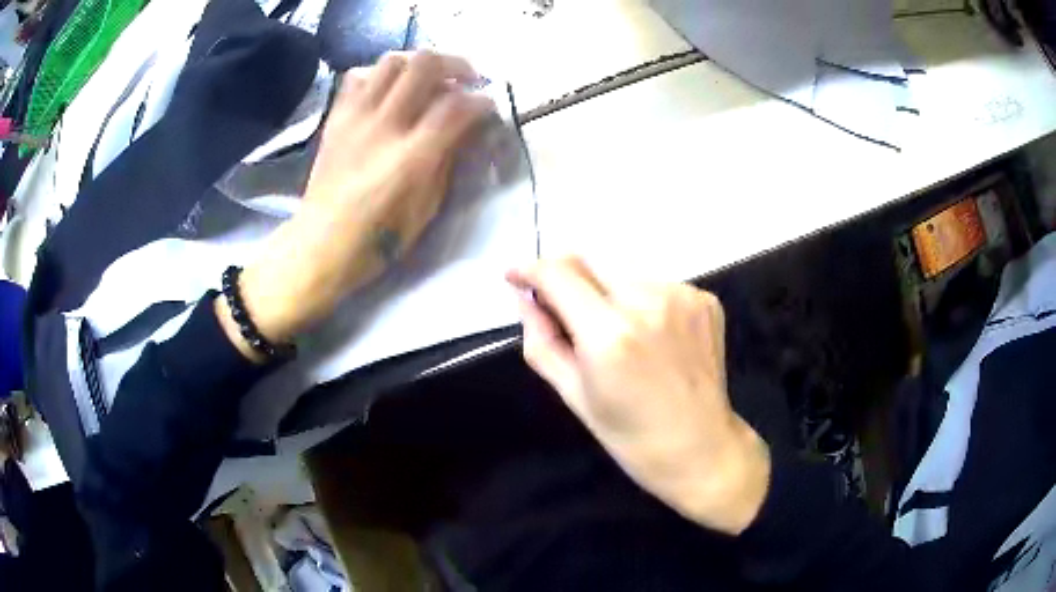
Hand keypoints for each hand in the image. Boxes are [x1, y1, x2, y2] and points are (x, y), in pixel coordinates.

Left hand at [218, 52, 493, 360]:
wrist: (320, 245)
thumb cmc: (377, 239)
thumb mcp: (426, 209)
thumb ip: (447, 162)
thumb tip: (465, 130)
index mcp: (412, 157)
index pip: (457, 105)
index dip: (482, 100)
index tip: (488, 107)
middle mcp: (385, 126)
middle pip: (425, 64)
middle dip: (456, 64)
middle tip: (466, 79)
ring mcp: (356, 117)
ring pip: (392, 61)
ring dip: (418, 63)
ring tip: (428, 80)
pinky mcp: (337, 118)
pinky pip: (358, 76)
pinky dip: (380, 74)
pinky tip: (389, 90)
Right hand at [507, 258, 770, 534]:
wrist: (701, 447)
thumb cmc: (630, 435)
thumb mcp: (573, 395)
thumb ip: (541, 340)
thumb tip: (525, 298)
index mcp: (610, 335)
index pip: (558, 273)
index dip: (530, 270)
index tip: (516, 277)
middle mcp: (649, 302)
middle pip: (590, 264)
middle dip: (571, 284)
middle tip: (573, 320)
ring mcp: (683, 296)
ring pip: (624, 274)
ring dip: (609, 294)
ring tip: (622, 337)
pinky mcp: (705, 298)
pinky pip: (657, 285)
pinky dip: (643, 302)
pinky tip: (653, 337)